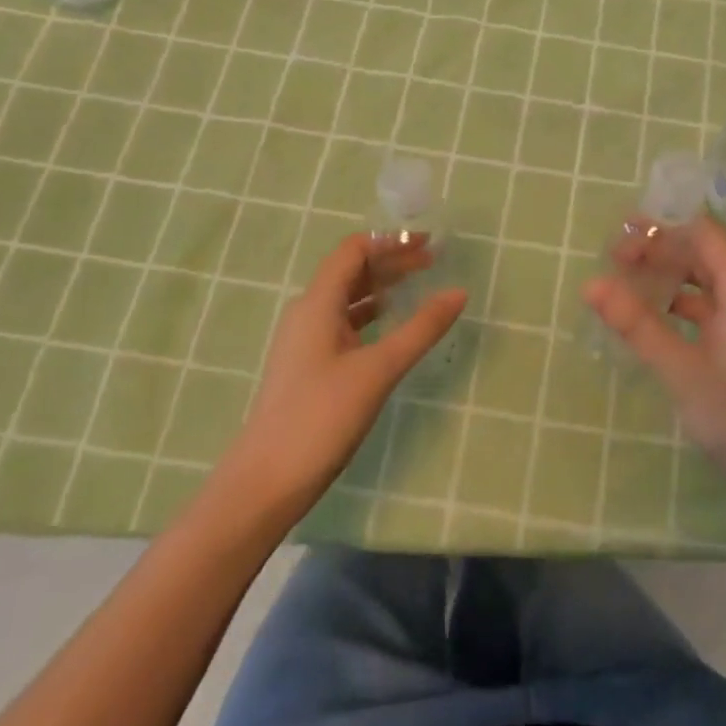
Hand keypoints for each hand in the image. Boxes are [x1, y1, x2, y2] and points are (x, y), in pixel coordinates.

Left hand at [212, 233, 466, 527]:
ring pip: (348, 298)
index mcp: (317, 303)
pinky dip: (371, 314)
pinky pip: (344, 323)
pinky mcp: (309, 366)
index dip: (391, 242)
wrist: (265, 483)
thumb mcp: (379, 369)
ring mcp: (306, 341)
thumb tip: (459, 292)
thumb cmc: (321, 417)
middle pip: (351, 271)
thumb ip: (421, 328)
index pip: (354, 251)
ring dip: (382, 287)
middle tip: (433, 262)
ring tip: (418, 287)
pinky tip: (392, 327)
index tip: (429, 243)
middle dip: (391, 261)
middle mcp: (308, 313)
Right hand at [583, 218, 725, 526]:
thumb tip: (591, 284)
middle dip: (659, 252)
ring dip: (666, 281)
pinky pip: (705, 315)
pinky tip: (649, 325)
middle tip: (613, 262)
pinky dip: (676, 310)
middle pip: (703, 257)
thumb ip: (638, 326)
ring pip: (703, 287)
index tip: (622, 239)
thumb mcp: (683, 372)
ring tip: (624, 288)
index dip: (664, 229)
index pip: (705, 235)